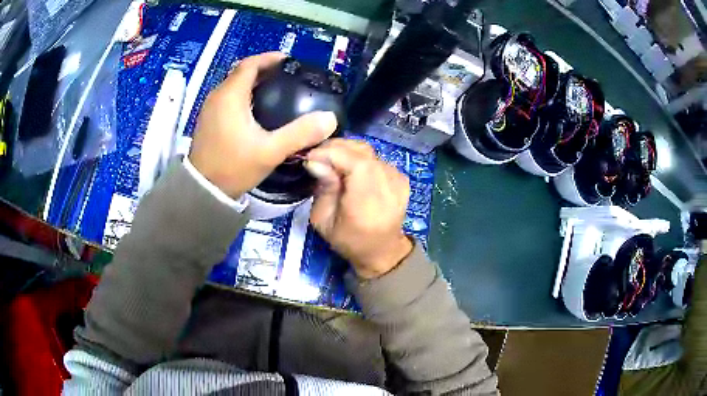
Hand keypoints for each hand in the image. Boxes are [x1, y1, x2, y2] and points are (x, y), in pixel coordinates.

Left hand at [189, 52, 337, 197]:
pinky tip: (257, 110)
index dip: (269, 58)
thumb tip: (329, 119)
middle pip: (241, 72)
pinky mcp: (208, 121)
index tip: (288, 61)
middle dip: (263, 69)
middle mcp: (217, 96)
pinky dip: (243, 95)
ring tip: (275, 90)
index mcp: (230, 96)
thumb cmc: (234, 167)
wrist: (204, 191)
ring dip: (252, 82)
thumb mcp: (270, 151)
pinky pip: (227, 98)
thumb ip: (300, 133)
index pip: (250, 64)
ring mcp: (210, 109)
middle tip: (286, 76)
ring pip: (233, 85)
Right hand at [306, 139, 412, 278]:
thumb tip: (315, 161)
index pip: (354, 162)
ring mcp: (398, 179)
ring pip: (367, 151)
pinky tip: (349, 169)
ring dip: (345, 151)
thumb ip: (322, 188)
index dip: (330, 153)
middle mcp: (388, 185)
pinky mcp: (401, 177)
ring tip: (330, 162)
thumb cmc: (349, 240)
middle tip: (316, 157)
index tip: (309, 158)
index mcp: (368, 201)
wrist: (382, 250)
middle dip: (334, 148)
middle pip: (361, 151)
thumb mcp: (323, 220)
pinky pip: (375, 157)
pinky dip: (359, 157)